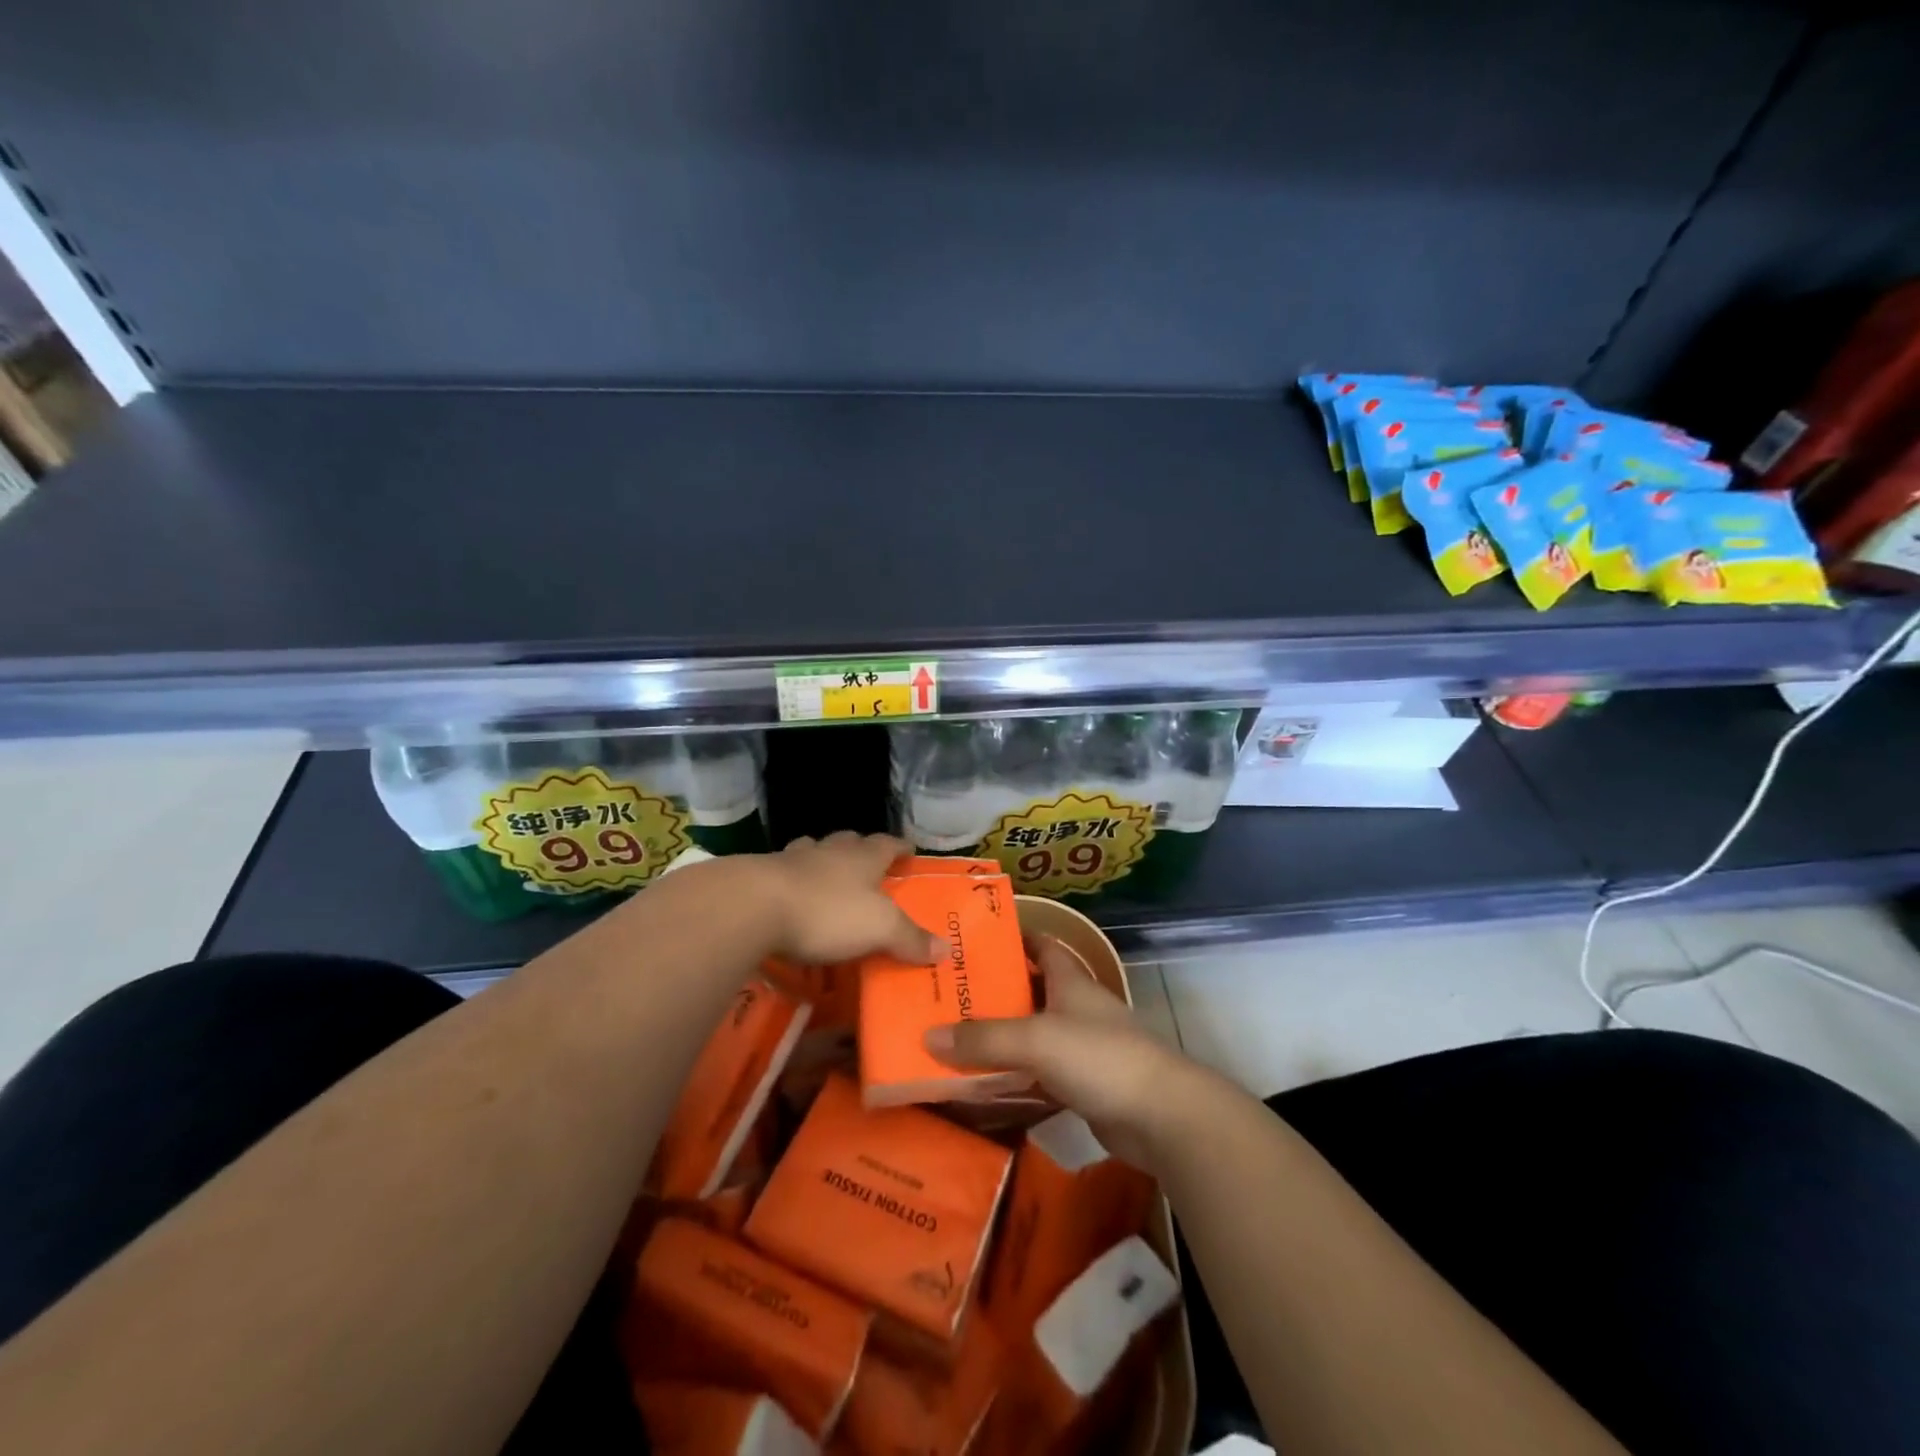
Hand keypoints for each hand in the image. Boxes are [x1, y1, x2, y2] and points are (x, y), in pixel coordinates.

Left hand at [758, 833, 941, 967]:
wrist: (753, 906)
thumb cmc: (827, 912)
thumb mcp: (879, 929)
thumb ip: (910, 938)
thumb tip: (946, 949)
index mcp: (862, 858)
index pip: (887, 844)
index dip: (899, 848)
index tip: (908, 850)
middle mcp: (828, 852)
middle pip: (848, 842)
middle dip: (859, 849)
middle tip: (867, 863)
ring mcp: (791, 861)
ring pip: (812, 851)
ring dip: (821, 860)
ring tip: (826, 876)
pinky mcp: (760, 878)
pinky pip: (782, 874)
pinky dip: (791, 882)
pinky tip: (789, 898)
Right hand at [923, 936, 1210, 1172]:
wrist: (1160, 1116)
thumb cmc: (1100, 1057)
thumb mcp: (1036, 1040)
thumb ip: (983, 1038)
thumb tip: (928, 1037)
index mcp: (1071, 981)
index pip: (1042, 945)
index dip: (1014, 938)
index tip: (974, 940)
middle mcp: (1076, 1007)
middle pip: (1031, 990)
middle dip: (995, 990)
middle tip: (948, 994)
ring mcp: (1083, 1047)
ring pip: (1033, 1034)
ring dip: (1002, 1036)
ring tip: (955, 1037)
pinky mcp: (1084, 1085)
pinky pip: (1040, 1073)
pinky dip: (1016, 1076)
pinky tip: (985, 1084)